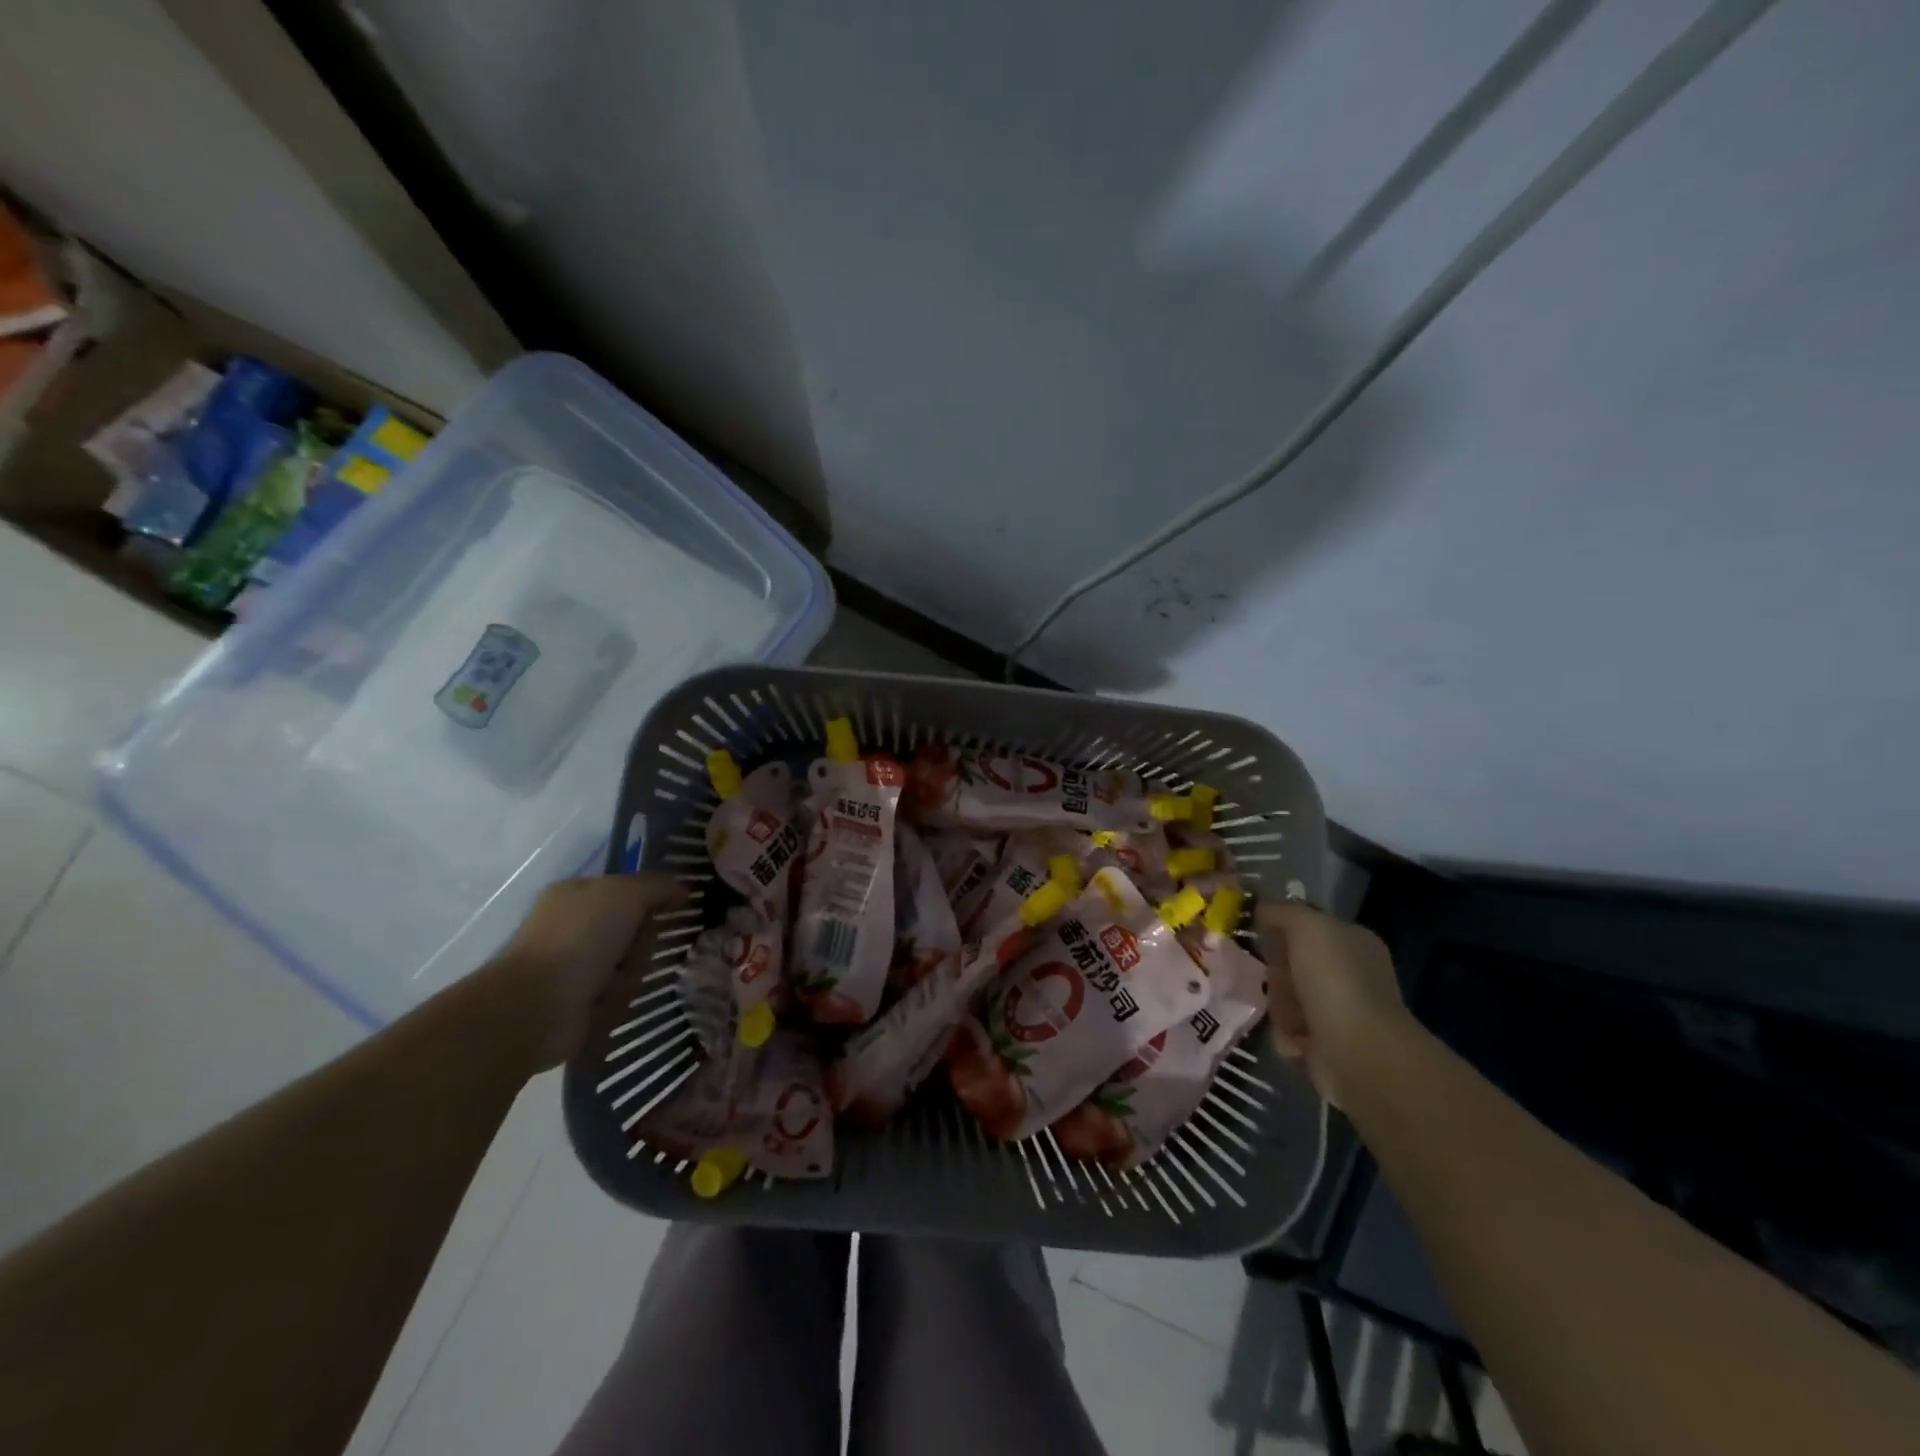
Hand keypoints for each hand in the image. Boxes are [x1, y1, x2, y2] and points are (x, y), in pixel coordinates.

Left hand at [478, 874, 687, 1072]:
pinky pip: (619, 993)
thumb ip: (659, 886)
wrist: (538, 1004)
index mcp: (578, 893)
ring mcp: (575, 964)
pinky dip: (617, 997)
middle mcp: (575, 925)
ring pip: (631, 962)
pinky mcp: (579, 1000)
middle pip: (635, 928)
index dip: (654, 897)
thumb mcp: (627, 894)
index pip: (630, 889)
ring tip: (614, 982)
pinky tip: (603, 1001)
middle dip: (642, 942)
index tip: (676, 906)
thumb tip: (683, 891)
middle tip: (635, 949)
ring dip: (631, 972)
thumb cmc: (581, 937)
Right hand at [1256, 901, 1413, 1107]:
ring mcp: (1341, 1012)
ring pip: (1286, 998)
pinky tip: (1296, 1040)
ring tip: (1290, 1018)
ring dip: (1280, 1007)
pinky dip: (1287, 1036)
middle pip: (1291, 964)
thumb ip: (1281, 911)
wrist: (1359, 1053)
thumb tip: (1261, 909)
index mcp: (1352, 941)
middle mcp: (1350, 974)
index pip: (1306, 926)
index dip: (1281, 929)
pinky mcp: (1328, 1046)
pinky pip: (1289, 1032)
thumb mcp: (1306, 925)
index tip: (1260, 936)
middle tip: (1278, 981)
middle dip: (1278, 974)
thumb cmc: (1335, 980)